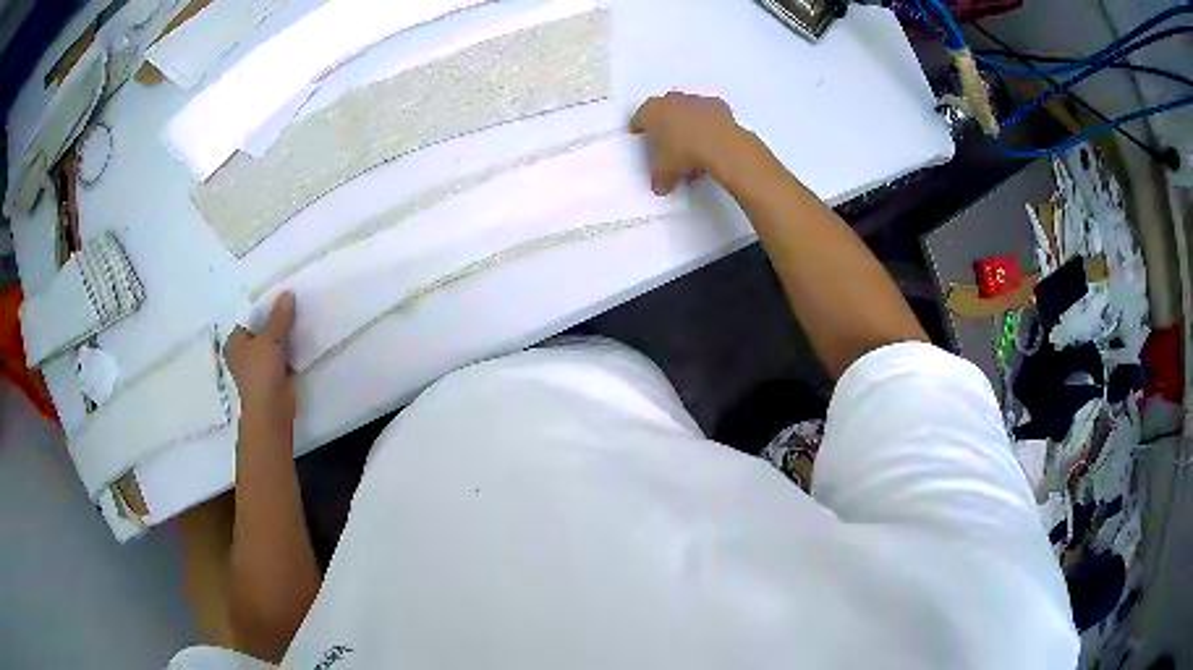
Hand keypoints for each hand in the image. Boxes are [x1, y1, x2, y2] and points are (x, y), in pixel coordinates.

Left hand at [225, 292, 296, 436]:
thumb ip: (280, 316)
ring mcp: (259, 364)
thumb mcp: (270, 339)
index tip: (281, 293)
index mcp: (235, 341)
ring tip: (301, 315)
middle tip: (294, 301)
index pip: (249, 316)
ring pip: (273, 341)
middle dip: (277, 318)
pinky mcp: (273, 375)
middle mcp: (244, 352)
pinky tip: (303, 335)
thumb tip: (288, 293)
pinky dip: (291, 348)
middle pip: (262, 328)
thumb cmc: (261, 373)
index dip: (265, 304)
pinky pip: (282, 354)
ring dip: (285, 333)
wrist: (271, 411)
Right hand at [629, 92, 740, 194]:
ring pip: (686, 108)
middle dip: (664, 121)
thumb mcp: (665, 172)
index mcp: (652, 111)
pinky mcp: (717, 104)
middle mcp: (672, 100)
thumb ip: (659, 177)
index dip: (640, 129)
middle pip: (663, 109)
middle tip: (666, 139)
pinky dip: (708, 122)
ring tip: (692, 141)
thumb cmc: (684, 154)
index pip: (639, 118)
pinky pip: (708, 112)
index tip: (641, 136)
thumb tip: (660, 186)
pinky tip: (711, 137)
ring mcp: (695, 100)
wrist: (721, 146)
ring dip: (687, 120)